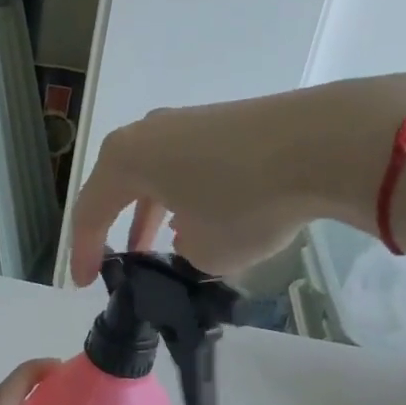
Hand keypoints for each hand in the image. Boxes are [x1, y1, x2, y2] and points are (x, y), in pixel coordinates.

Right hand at [68, 73, 405, 283]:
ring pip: (157, 174)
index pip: (90, 212)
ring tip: (165, 245)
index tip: (84, 283)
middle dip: (120, 228)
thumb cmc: (244, 201)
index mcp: (124, 160)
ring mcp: (187, 122)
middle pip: (120, 186)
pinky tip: (208, 216)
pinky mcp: (224, 121)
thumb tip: (193, 238)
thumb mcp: (205, 251)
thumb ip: (184, 253)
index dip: (84, 252)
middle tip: (123, 263)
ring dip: (155, 211)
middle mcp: (147, 133)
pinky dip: (188, 194)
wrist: (322, 143)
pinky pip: (189, 165)